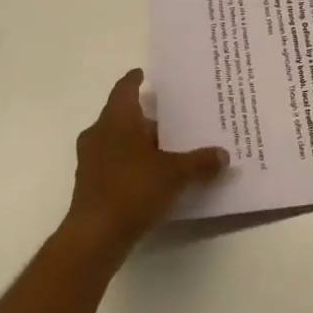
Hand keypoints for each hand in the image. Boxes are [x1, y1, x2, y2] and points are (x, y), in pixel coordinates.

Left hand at [65, 69, 228, 252]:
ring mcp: (90, 159)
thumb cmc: (133, 190)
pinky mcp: (89, 183)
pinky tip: (150, 175)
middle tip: (170, 116)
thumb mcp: (176, 174)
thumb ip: (200, 162)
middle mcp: (99, 133)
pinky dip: (130, 162)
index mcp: (117, 119)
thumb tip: (223, 155)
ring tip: (165, 147)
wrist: (94, 237)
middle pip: (122, 115)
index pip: (125, 88)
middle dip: (145, 116)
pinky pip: (113, 161)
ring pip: (116, 139)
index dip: (135, 80)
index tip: (145, 75)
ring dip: (137, 141)